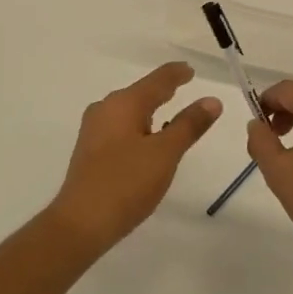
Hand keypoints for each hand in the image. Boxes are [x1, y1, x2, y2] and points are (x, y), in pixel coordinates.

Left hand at [48, 62, 222, 252]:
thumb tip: (212, 100)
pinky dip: (139, 125)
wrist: (80, 223)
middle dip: (162, 89)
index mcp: (124, 103)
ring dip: (150, 109)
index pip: (157, 80)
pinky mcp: (90, 150)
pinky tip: (146, 139)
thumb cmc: (126, 183)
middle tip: (183, 86)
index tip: (190, 69)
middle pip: (140, 92)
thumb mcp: (165, 154)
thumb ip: (189, 125)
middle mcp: (105, 109)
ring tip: (169, 111)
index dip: (176, 74)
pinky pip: (120, 126)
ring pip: (129, 110)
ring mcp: (94, 130)